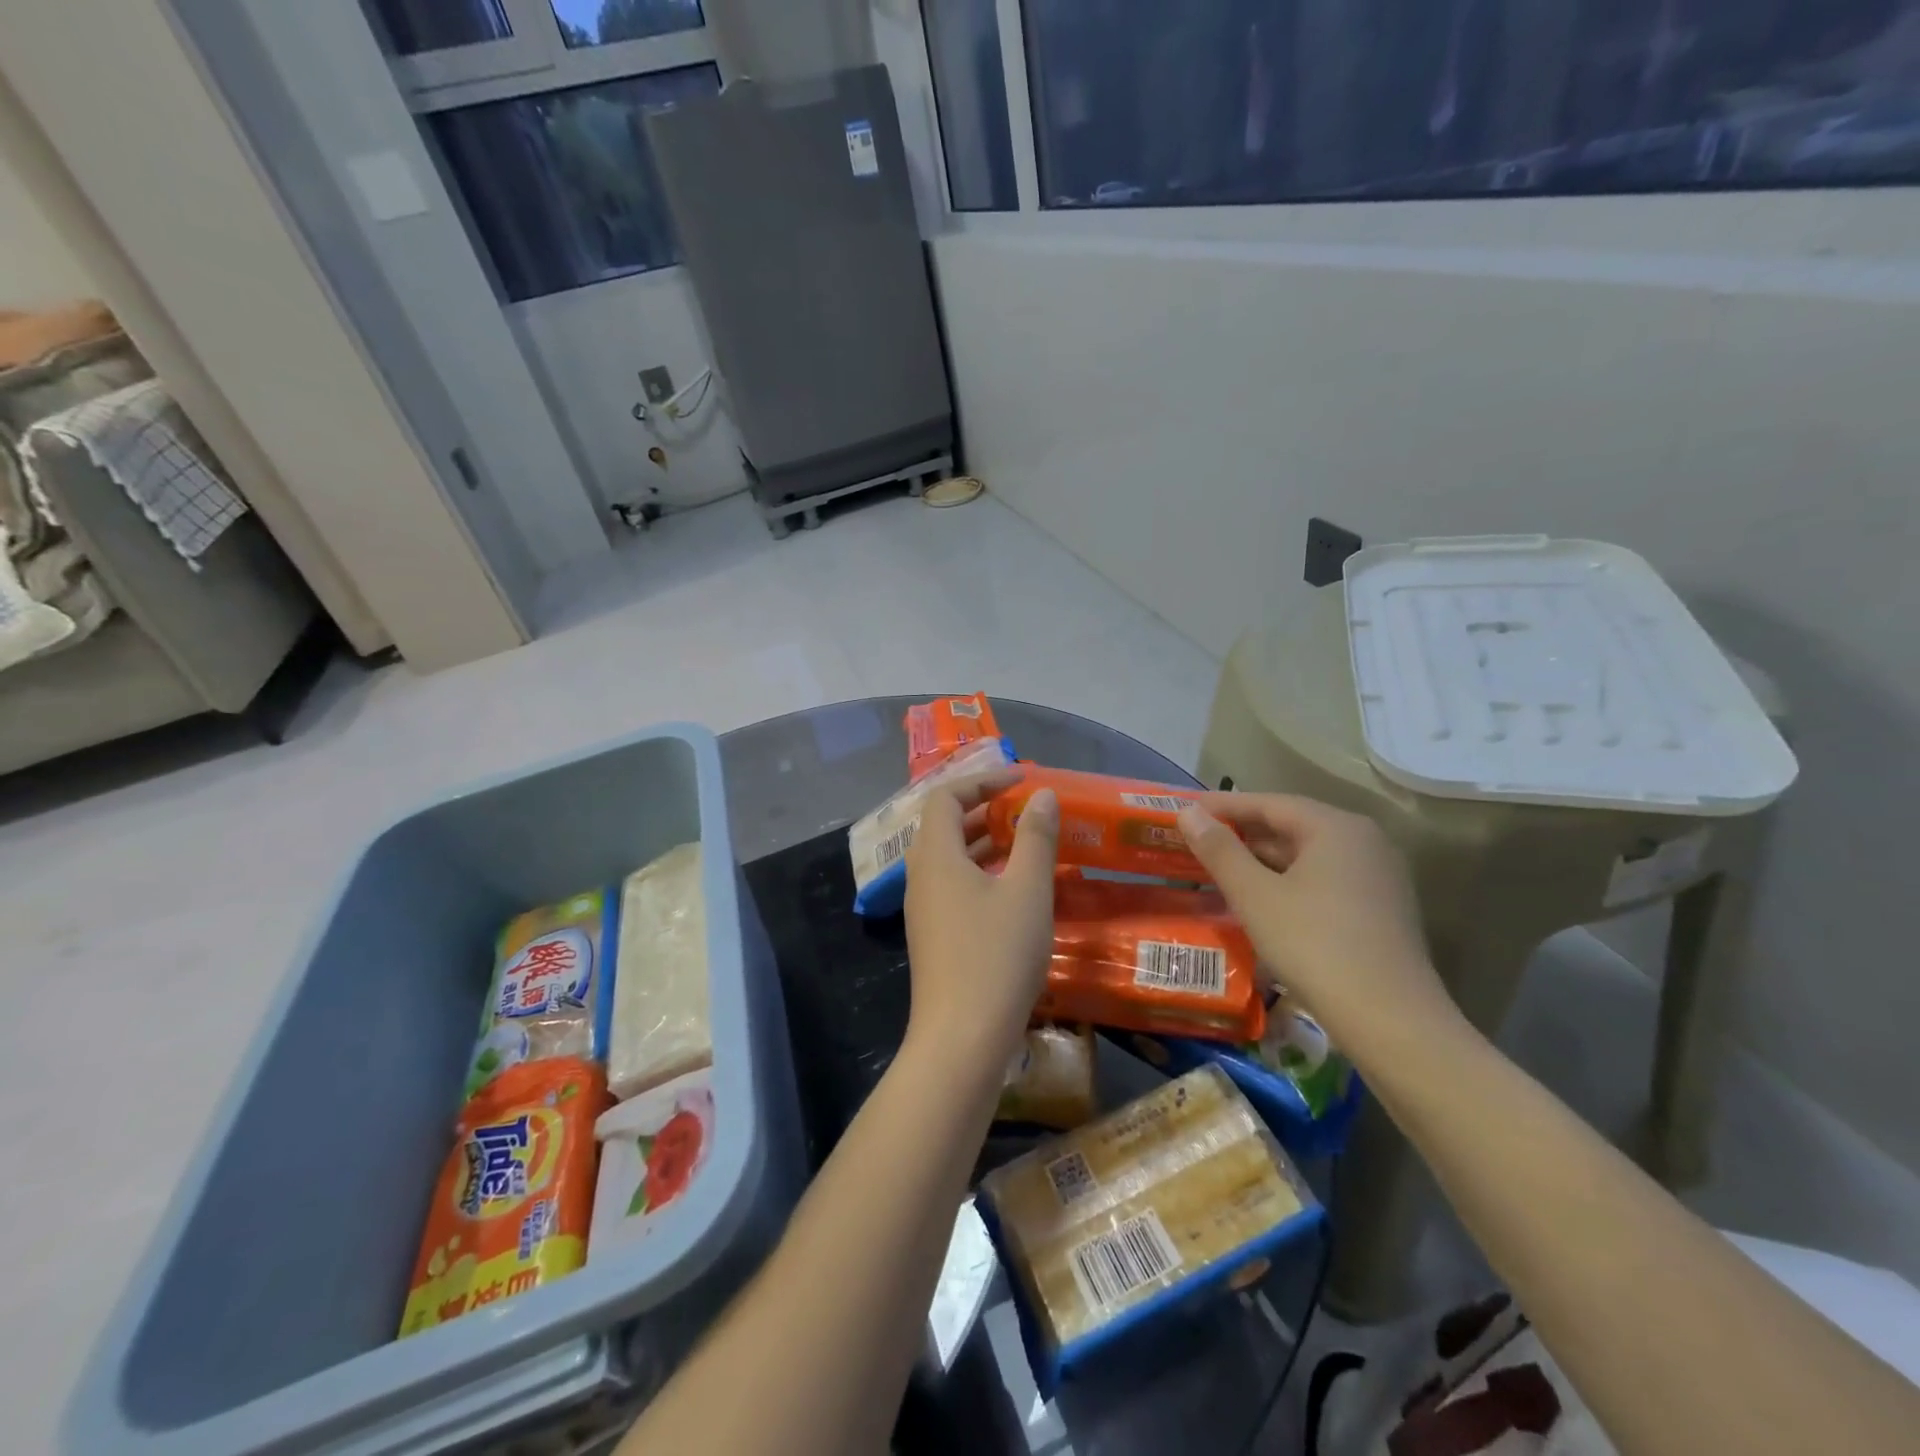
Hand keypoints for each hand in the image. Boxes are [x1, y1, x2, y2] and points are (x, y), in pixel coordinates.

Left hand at [903, 782, 1059, 1071]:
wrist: (962, 1038)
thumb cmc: (996, 955)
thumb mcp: (1027, 890)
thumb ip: (1035, 837)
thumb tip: (1041, 796)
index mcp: (936, 855)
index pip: (946, 796)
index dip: (983, 781)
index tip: (1022, 781)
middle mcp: (920, 875)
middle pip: (944, 824)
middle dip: (984, 809)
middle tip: (1025, 809)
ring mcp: (923, 908)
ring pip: (949, 857)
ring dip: (983, 841)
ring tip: (1025, 841)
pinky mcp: (932, 935)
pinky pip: (953, 884)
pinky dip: (980, 871)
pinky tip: (1013, 887)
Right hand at [1175, 793, 1456, 1051]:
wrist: (1390, 1021)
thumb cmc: (1314, 946)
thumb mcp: (1255, 895)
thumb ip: (1219, 849)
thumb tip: (1188, 811)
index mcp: (1336, 827)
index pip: (1269, 803)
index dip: (1223, 805)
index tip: (1184, 809)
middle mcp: (1364, 841)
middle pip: (1291, 826)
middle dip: (1242, 833)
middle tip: (1196, 840)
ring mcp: (1378, 877)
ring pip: (1308, 856)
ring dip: (1262, 860)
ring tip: (1218, 869)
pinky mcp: (1380, 909)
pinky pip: (1323, 880)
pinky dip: (1287, 882)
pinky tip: (1259, 900)